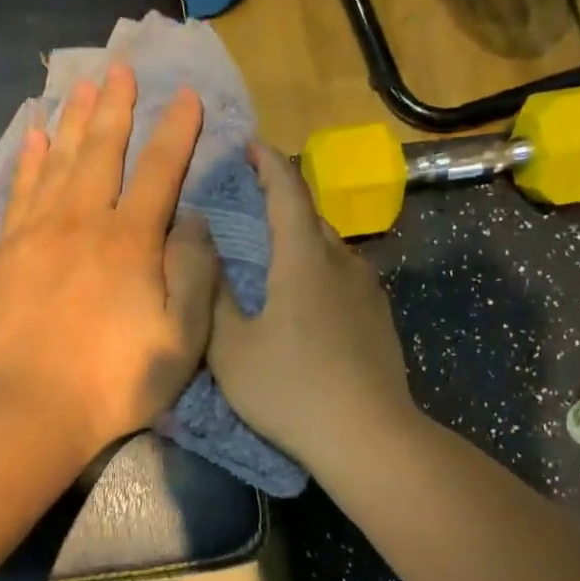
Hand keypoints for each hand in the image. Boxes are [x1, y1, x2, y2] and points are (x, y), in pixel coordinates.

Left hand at [0, 63, 218, 461]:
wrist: (33, 410)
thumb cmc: (116, 381)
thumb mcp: (181, 338)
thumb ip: (193, 273)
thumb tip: (191, 222)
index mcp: (131, 242)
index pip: (160, 171)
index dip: (176, 131)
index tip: (186, 96)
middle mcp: (83, 223)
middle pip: (102, 152)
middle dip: (115, 108)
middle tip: (120, 68)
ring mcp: (38, 235)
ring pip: (57, 162)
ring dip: (72, 121)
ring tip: (81, 86)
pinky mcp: (6, 254)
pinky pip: (19, 192)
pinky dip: (28, 161)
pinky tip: (33, 137)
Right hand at [209, 141, 417, 470]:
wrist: (368, 436)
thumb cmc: (290, 390)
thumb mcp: (231, 348)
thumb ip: (213, 294)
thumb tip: (200, 245)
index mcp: (304, 259)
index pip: (288, 191)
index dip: (268, 162)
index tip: (250, 144)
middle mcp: (343, 262)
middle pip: (312, 217)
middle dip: (282, 201)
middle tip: (249, 205)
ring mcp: (368, 291)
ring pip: (330, 248)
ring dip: (301, 239)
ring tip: (273, 253)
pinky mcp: (379, 318)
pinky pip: (343, 276)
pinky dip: (318, 269)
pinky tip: (304, 298)